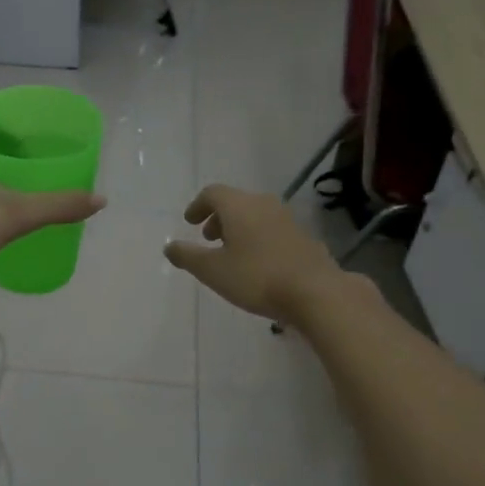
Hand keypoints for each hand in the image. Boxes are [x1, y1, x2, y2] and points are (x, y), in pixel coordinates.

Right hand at [163, 185, 343, 322]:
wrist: (314, 291)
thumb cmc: (256, 277)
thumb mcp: (212, 270)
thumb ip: (188, 256)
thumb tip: (169, 246)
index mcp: (239, 206)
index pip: (213, 193)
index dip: (197, 206)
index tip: (189, 222)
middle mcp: (264, 204)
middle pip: (236, 202)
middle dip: (218, 218)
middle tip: (208, 238)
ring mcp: (287, 219)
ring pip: (255, 215)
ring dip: (238, 228)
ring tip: (231, 253)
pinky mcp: (303, 237)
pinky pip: (271, 230)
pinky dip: (257, 238)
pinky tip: (257, 264)